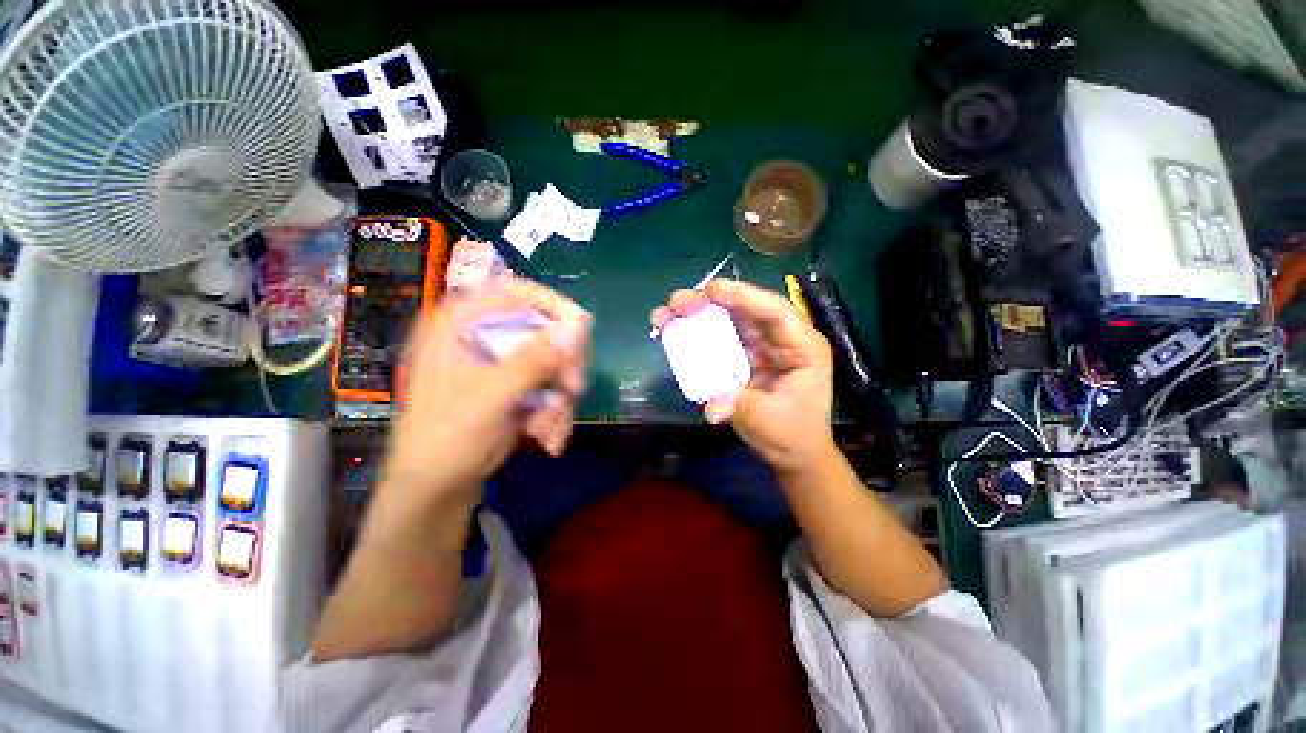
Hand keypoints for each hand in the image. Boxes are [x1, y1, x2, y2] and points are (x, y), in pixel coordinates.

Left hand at [382, 278, 590, 512]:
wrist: (435, 489)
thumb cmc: (447, 438)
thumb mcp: (490, 396)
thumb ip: (533, 360)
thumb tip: (577, 327)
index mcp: (460, 324)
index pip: (514, 291)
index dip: (551, 304)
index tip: (581, 328)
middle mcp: (482, 336)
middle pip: (543, 329)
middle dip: (563, 364)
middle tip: (573, 391)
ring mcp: (501, 363)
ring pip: (553, 362)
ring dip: (560, 398)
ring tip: (551, 431)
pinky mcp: (514, 386)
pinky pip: (550, 386)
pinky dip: (555, 411)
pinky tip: (549, 437)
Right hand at [651, 279, 834, 471]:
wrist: (792, 452)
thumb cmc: (793, 433)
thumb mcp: (769, 420)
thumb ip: (740, 406)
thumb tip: (711, 406)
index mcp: (801, 347)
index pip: (775, 312)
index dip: (745, 296)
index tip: (712, 290)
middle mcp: (778, 340)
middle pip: (745, 310)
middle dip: (710, 302)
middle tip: (677, 302)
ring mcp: (758, 347)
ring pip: (727, 321)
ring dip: (696, 315)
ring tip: (665, 315)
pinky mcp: (740, 357)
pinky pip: (717, 340)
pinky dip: (695, 335)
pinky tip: (672, 332)